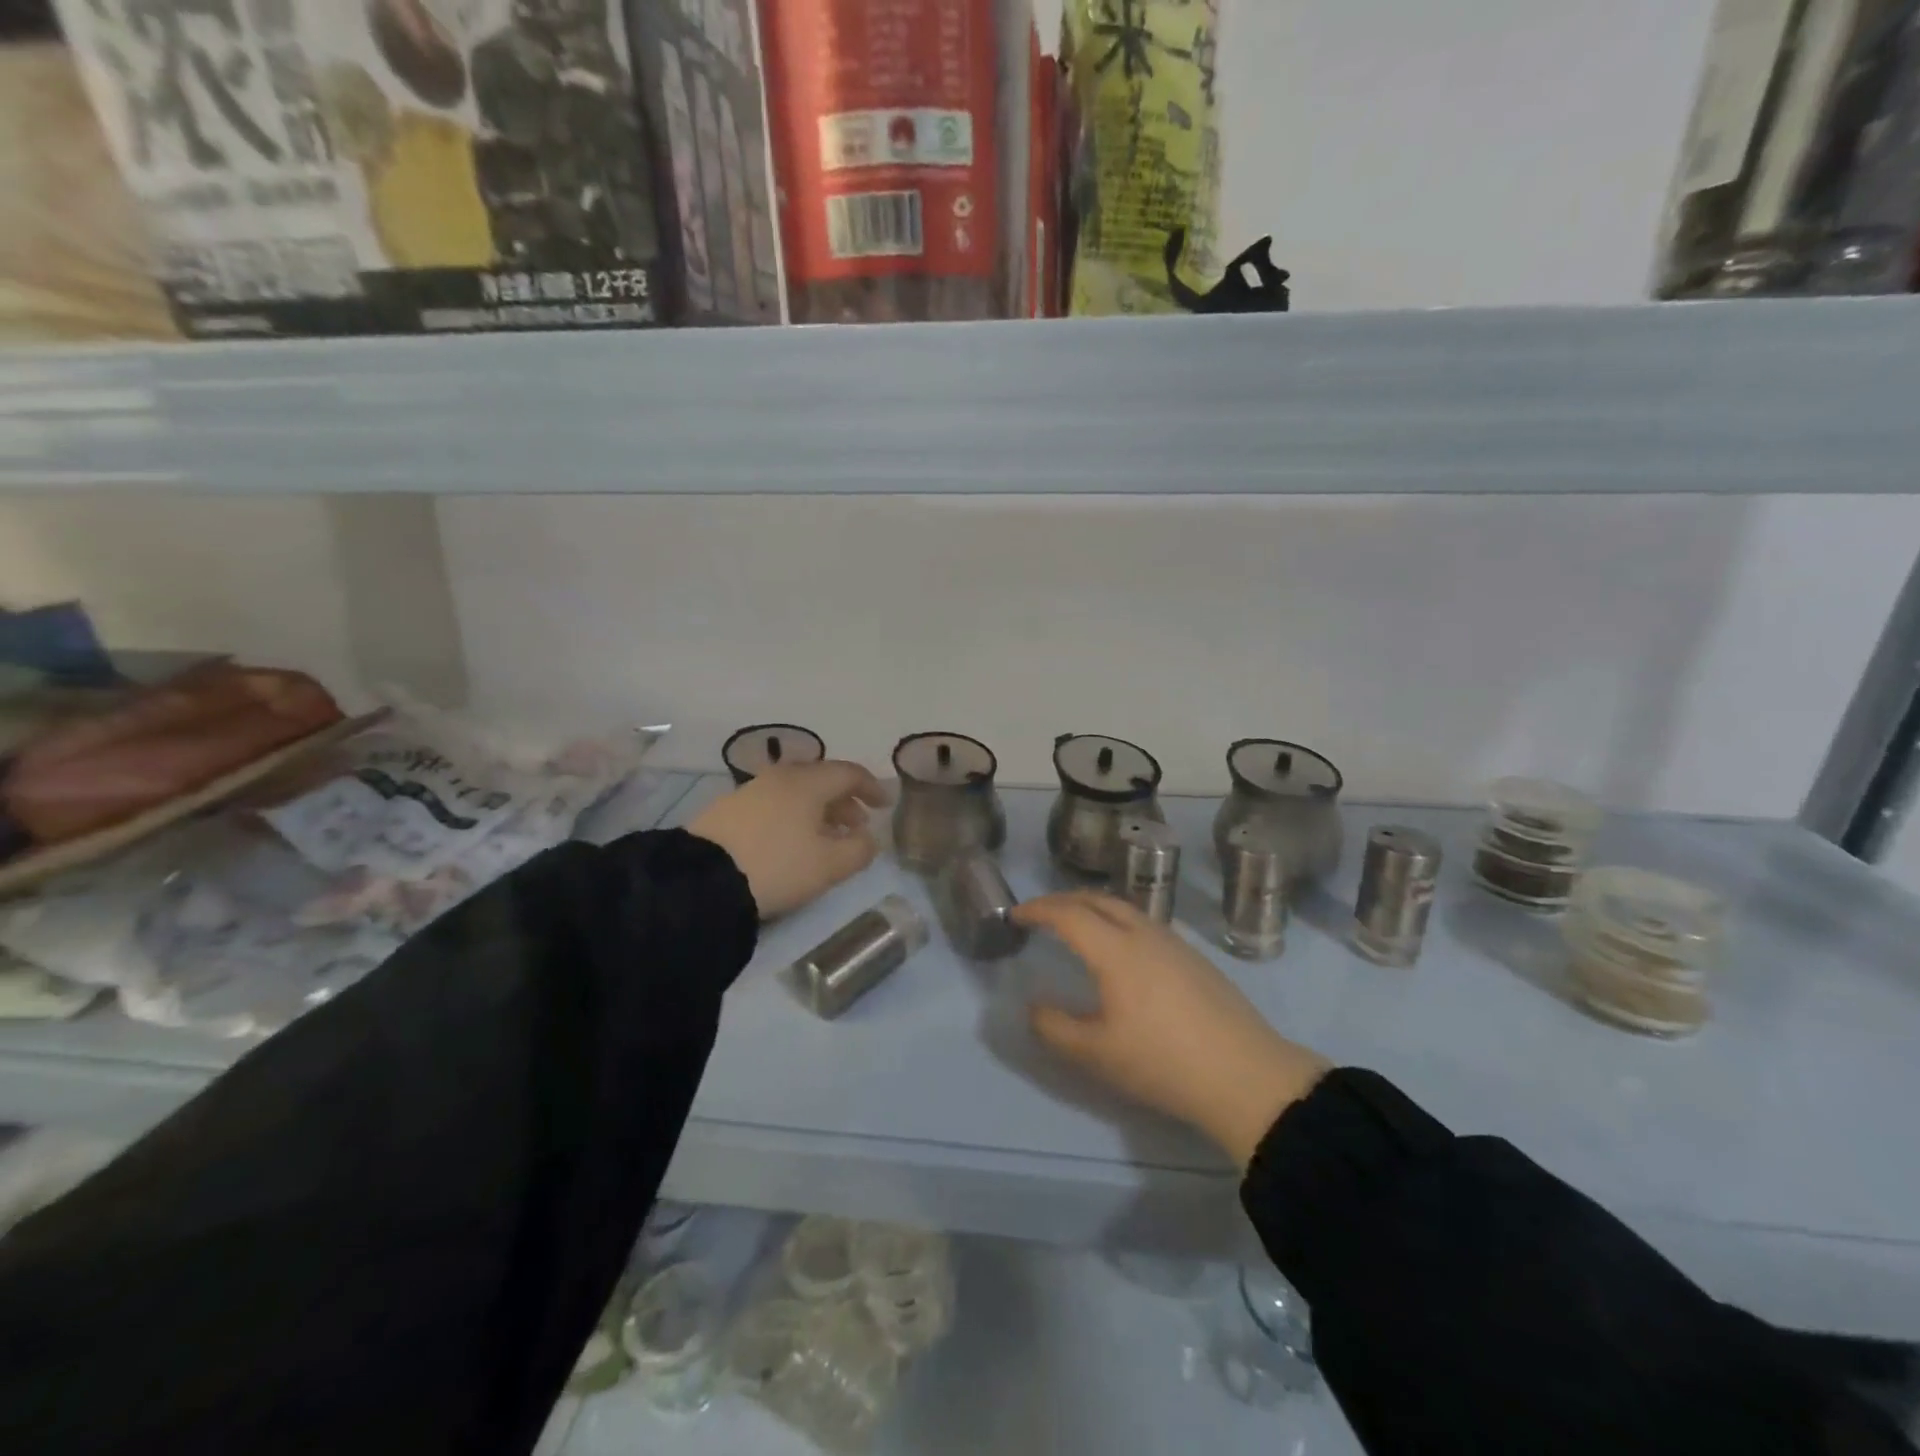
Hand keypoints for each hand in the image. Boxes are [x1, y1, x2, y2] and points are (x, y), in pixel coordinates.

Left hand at [689, 761, 890, 919]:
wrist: (703, 879)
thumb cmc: (778, 865)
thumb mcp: (829, 865)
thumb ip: (859, 849)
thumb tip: (869, 838)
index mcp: (808, 782)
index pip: (849, 773)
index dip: (871, 787)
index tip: (885, 805)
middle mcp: (780, 777)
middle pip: (821, 780)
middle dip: (845, 801)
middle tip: (858, 826)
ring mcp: (751, 790)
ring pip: (796, 793)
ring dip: (819, 811)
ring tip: (826, 839)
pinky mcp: (729, 810)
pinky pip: (774, 804)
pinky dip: (793, 816)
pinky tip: (792, 842)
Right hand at [1012, 893, 1330, 1167]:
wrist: (1246, 1075)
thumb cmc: (1163, 1062)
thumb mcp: (1098, 1054)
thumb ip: (1056, 1029)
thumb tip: (1034, 1007)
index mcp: (1116, 950)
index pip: (1068, 914)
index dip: (1038, 910)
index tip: (1015, 915)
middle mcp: (1144, 933)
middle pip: (1097, 900)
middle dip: (1064, 900)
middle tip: (1041, 913)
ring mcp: (1174, 942)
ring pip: (1125, 908)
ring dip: (1093, 907)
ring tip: (1077, 924)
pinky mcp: (1194, 957)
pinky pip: (1144, 922)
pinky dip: (1117, 920)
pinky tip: (1121, 948)